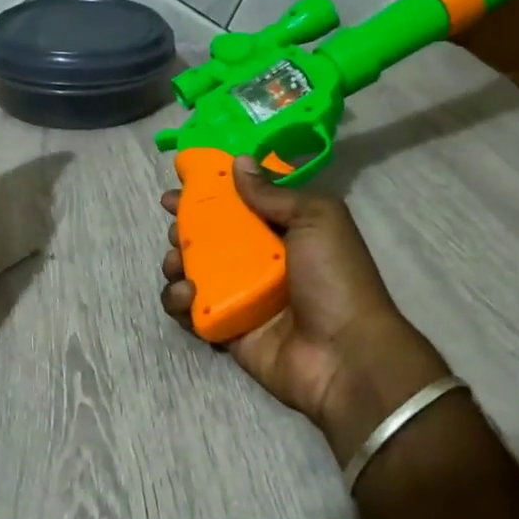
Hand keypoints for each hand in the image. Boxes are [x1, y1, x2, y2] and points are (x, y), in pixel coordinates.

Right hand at [161, 160, 450, 464]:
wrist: (344, 355)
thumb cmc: (335, 278)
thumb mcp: (317, 219)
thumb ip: (274, 193)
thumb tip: (239, 162)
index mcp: (286, 231)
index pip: (243, 202)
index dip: (213, 190)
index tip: (183, 182)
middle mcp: (262, 260)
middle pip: (212, 236)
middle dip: (187, 227)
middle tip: (175, 226)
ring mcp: (242, 296)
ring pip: (195, 270)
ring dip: (177, 262)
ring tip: (175, 262)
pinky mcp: (227, 328)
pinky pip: (191, 310)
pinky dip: (179, 300)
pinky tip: (186, 295)